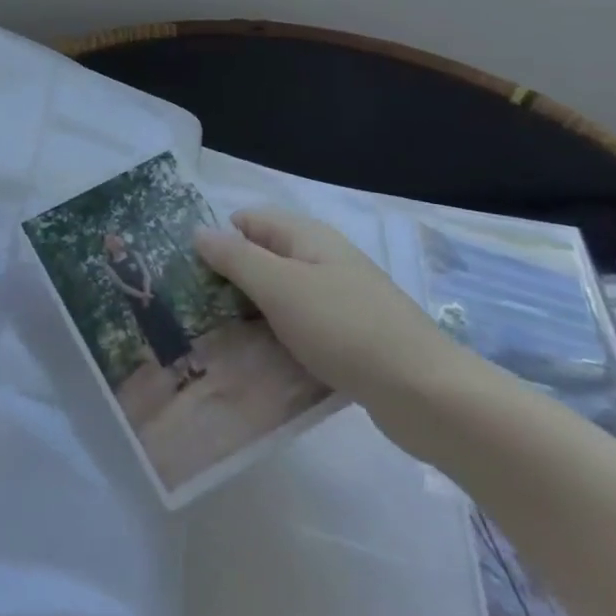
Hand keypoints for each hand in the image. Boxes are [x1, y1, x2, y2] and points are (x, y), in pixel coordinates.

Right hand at [196, 208, 466, 410]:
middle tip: (197, 311)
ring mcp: (341, 299)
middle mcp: (324, 260)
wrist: (427, 394)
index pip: (249, 221)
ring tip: (220, 340)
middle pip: (265, 258)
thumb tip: (199, 231)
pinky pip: (302, 328)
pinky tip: (263, 364)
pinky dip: (281, 339)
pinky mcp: (352, 338)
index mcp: (308, 237)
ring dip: (255, 314)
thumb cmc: (344, 328)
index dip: (218, 239)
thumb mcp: (279, 287)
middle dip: (231, 280)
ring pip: (283, 297)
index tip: (189, 273)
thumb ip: (236, 257)